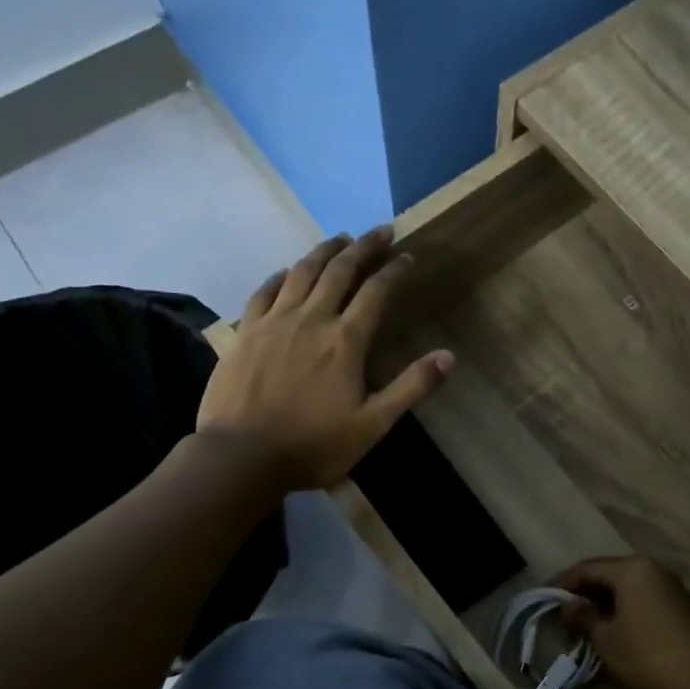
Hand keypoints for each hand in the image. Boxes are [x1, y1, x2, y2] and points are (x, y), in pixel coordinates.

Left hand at [198, 228, 452, 492]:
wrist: (241, 457)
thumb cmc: (313, 445)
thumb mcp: (372, 425)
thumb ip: (411, 387)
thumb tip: (448, 356)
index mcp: (345, 341)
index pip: (376, 292)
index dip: (395, 270)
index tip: (408, 256)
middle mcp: (311, 319)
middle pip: (340, 270)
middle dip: (363, 247)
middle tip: (380, 232)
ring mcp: (273, 322)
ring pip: (302, 272)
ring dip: (324, 251)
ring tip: (340, 238)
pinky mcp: (245, 332)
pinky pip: (264, 291)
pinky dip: (281, 276)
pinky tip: (287, 271)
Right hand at [553, 556, 689, 688]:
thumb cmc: (646, 655)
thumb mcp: (605, 639)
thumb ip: (583, 617)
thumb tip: (568, 606)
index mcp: (631, 568)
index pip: (587, 567)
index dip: (563, 582)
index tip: (544, 597)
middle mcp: (651, 568)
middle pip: (608, 572)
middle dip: (583, 590)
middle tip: (561, 610)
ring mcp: (669, 585)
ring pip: (626, 585)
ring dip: (603, 600)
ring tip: (582, 620)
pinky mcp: (679, 604)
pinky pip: (641, 596)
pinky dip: (622, 606)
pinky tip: (611, 626)